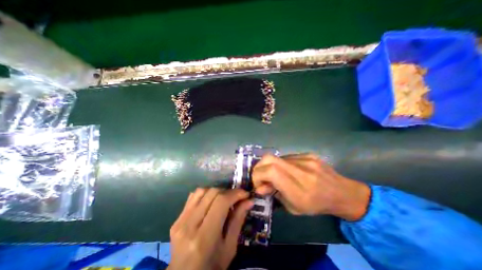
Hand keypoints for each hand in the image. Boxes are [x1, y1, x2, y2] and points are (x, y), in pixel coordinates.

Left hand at [168, 187, 253, 269]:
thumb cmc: (212, 267)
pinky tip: (211, 201)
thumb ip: (238, 220)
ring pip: (202, 191)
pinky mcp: (176, 219)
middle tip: (236, 197)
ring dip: (216, 191)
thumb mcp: (230, 248)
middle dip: (228, 192)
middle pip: (212, 193)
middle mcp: (189, 225)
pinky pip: (193, 196)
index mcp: (204, 238)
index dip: (235, 194)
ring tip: (224, 199)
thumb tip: (249, 201)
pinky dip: (205, 194)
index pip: (221, 202)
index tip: (245, 194)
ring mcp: (180, 221)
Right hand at [250, 153, 369, 219]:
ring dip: (270, 166)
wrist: (342, 193)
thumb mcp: (294, 208)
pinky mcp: (308, 154)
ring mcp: (306, 159)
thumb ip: (274, 194)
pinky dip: (280, 164)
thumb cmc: (317, 206)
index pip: (271, 171)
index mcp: (300, 189)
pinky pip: (286, 157)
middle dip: (259, 167)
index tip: (257, 183)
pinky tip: (287, 170)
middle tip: (259, 176)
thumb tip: (259, 185)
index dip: (258, 175)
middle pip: (269, 158)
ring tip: (275, 175)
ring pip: (276, 157)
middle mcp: (302, 170)